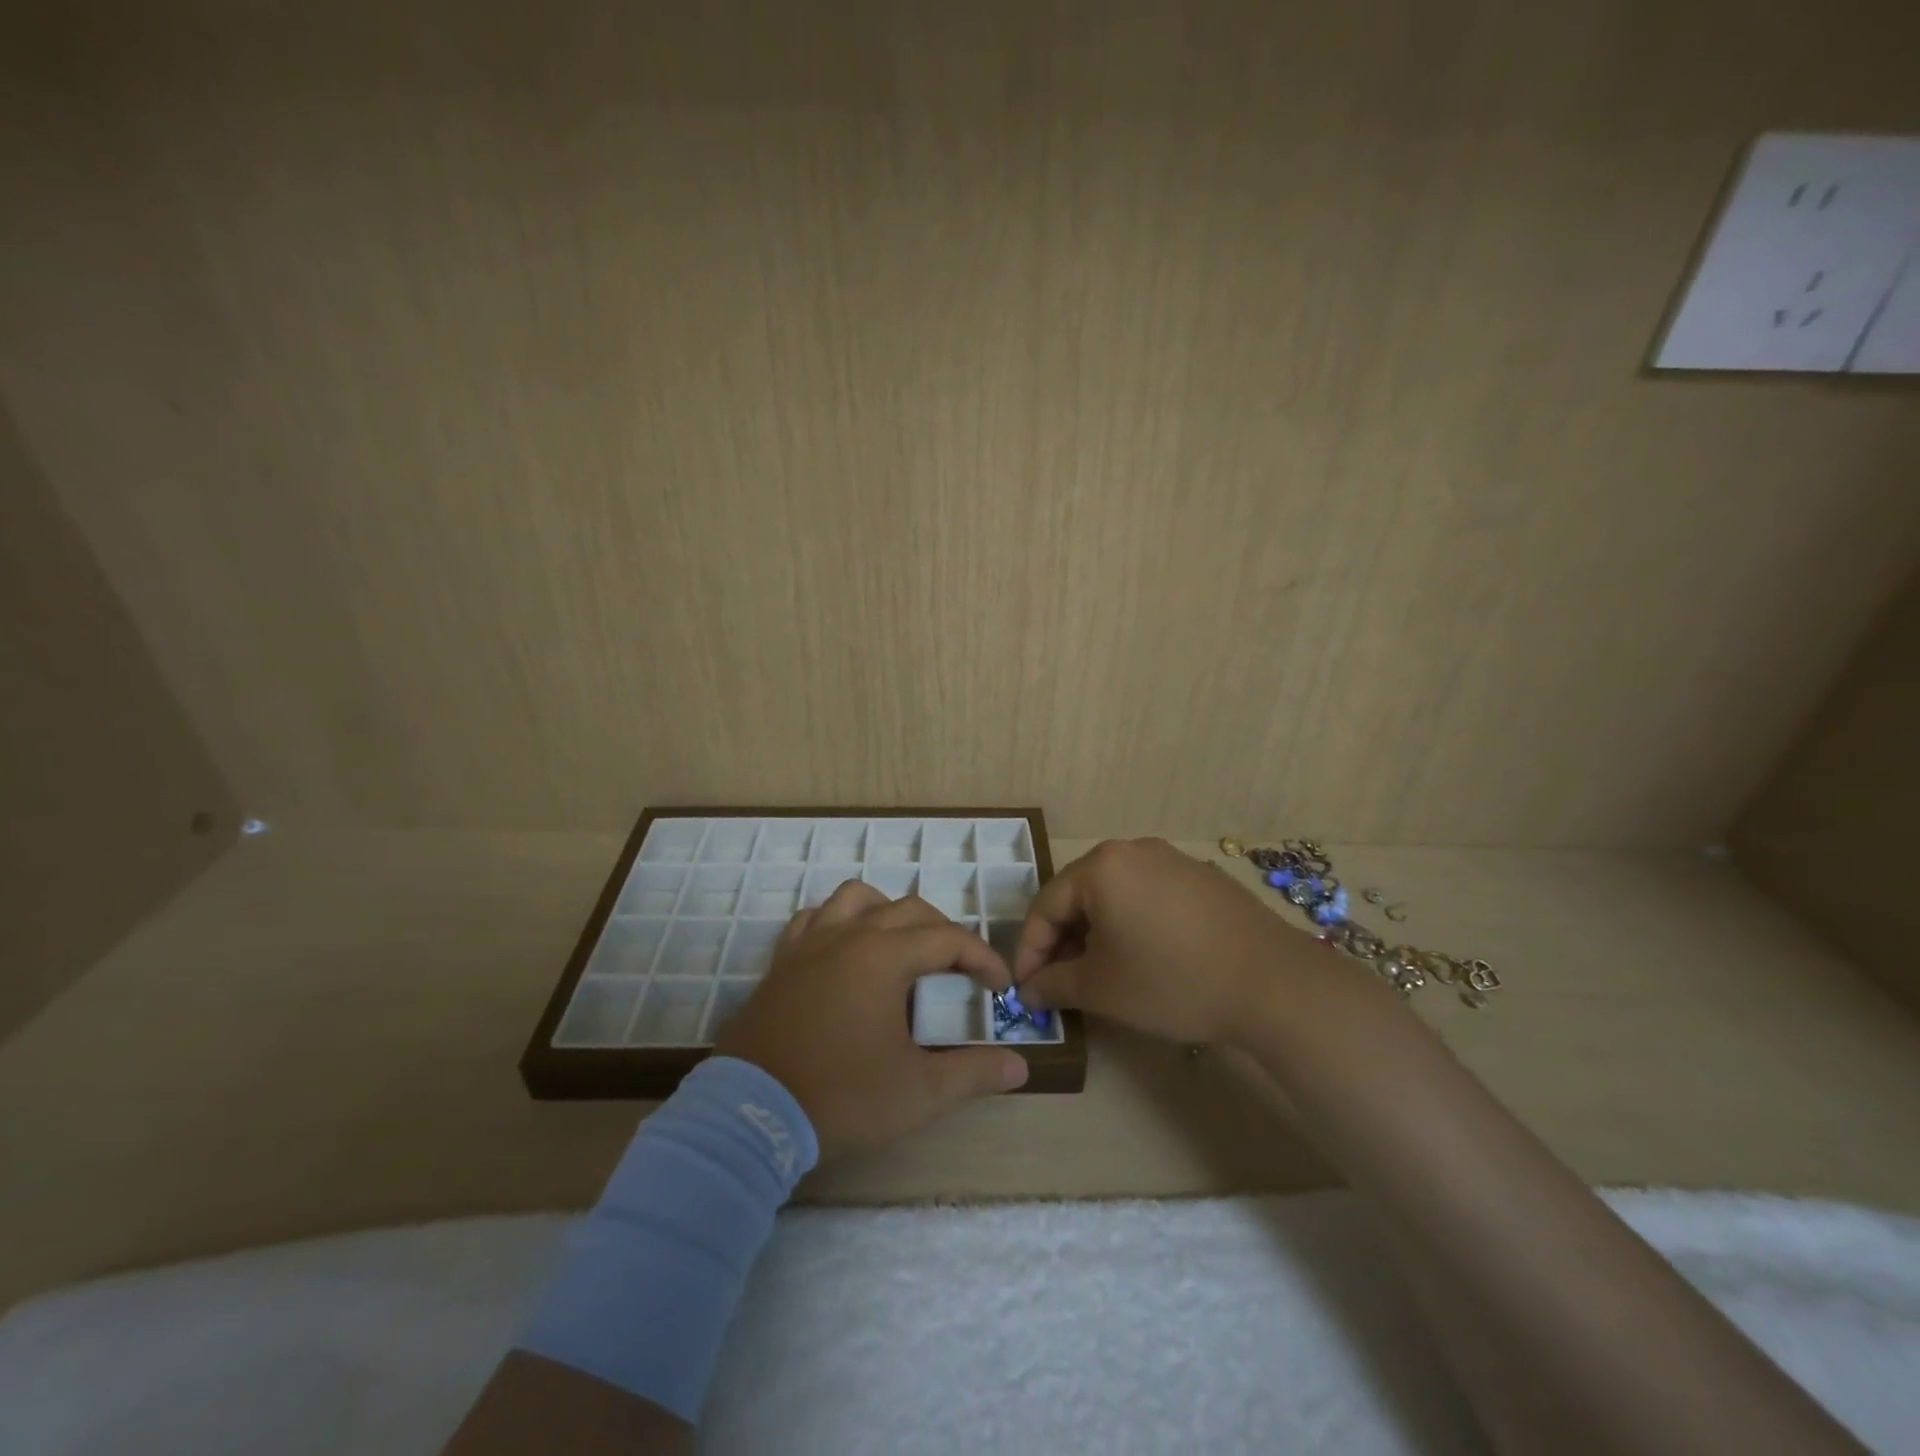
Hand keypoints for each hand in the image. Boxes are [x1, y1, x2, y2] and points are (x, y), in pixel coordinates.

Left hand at [713, 882, 1029, 1157]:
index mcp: (885, 956)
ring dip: (889, 912)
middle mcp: (849, 935)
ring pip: (858, 897)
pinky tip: (845, 949)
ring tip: (902, 946)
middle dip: (944, 933)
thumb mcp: (918, 1092)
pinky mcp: (782, 960)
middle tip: (959, 970)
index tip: (1000, 987)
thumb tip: (1020, 1066)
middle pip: (910, 910)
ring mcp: (810, 943)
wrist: (752, 1115)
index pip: (949, 938)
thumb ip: (973, 1073)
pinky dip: (838, 921)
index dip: (982, 958)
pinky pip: (814, 918)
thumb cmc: (841, 1096)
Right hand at [1013, 838, 1322, 1045]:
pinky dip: (1132, 924)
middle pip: (1080, 895)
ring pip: (1115, 895)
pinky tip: (1144, 958)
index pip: (1046, 905)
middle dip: (1063, 941)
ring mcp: (1172, 860)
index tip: (1025, 988)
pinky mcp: (1202, 877)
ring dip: (1097, 933)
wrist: (1273, 984)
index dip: (1029, 950)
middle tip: (1059, 983)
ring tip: (1098, 974)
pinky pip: (1149, 896)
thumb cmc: (1172, 980)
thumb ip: (1055, 984)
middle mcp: (1133, 850)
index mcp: (1101, 866)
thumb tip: (1029, 990)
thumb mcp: (1102, 988)